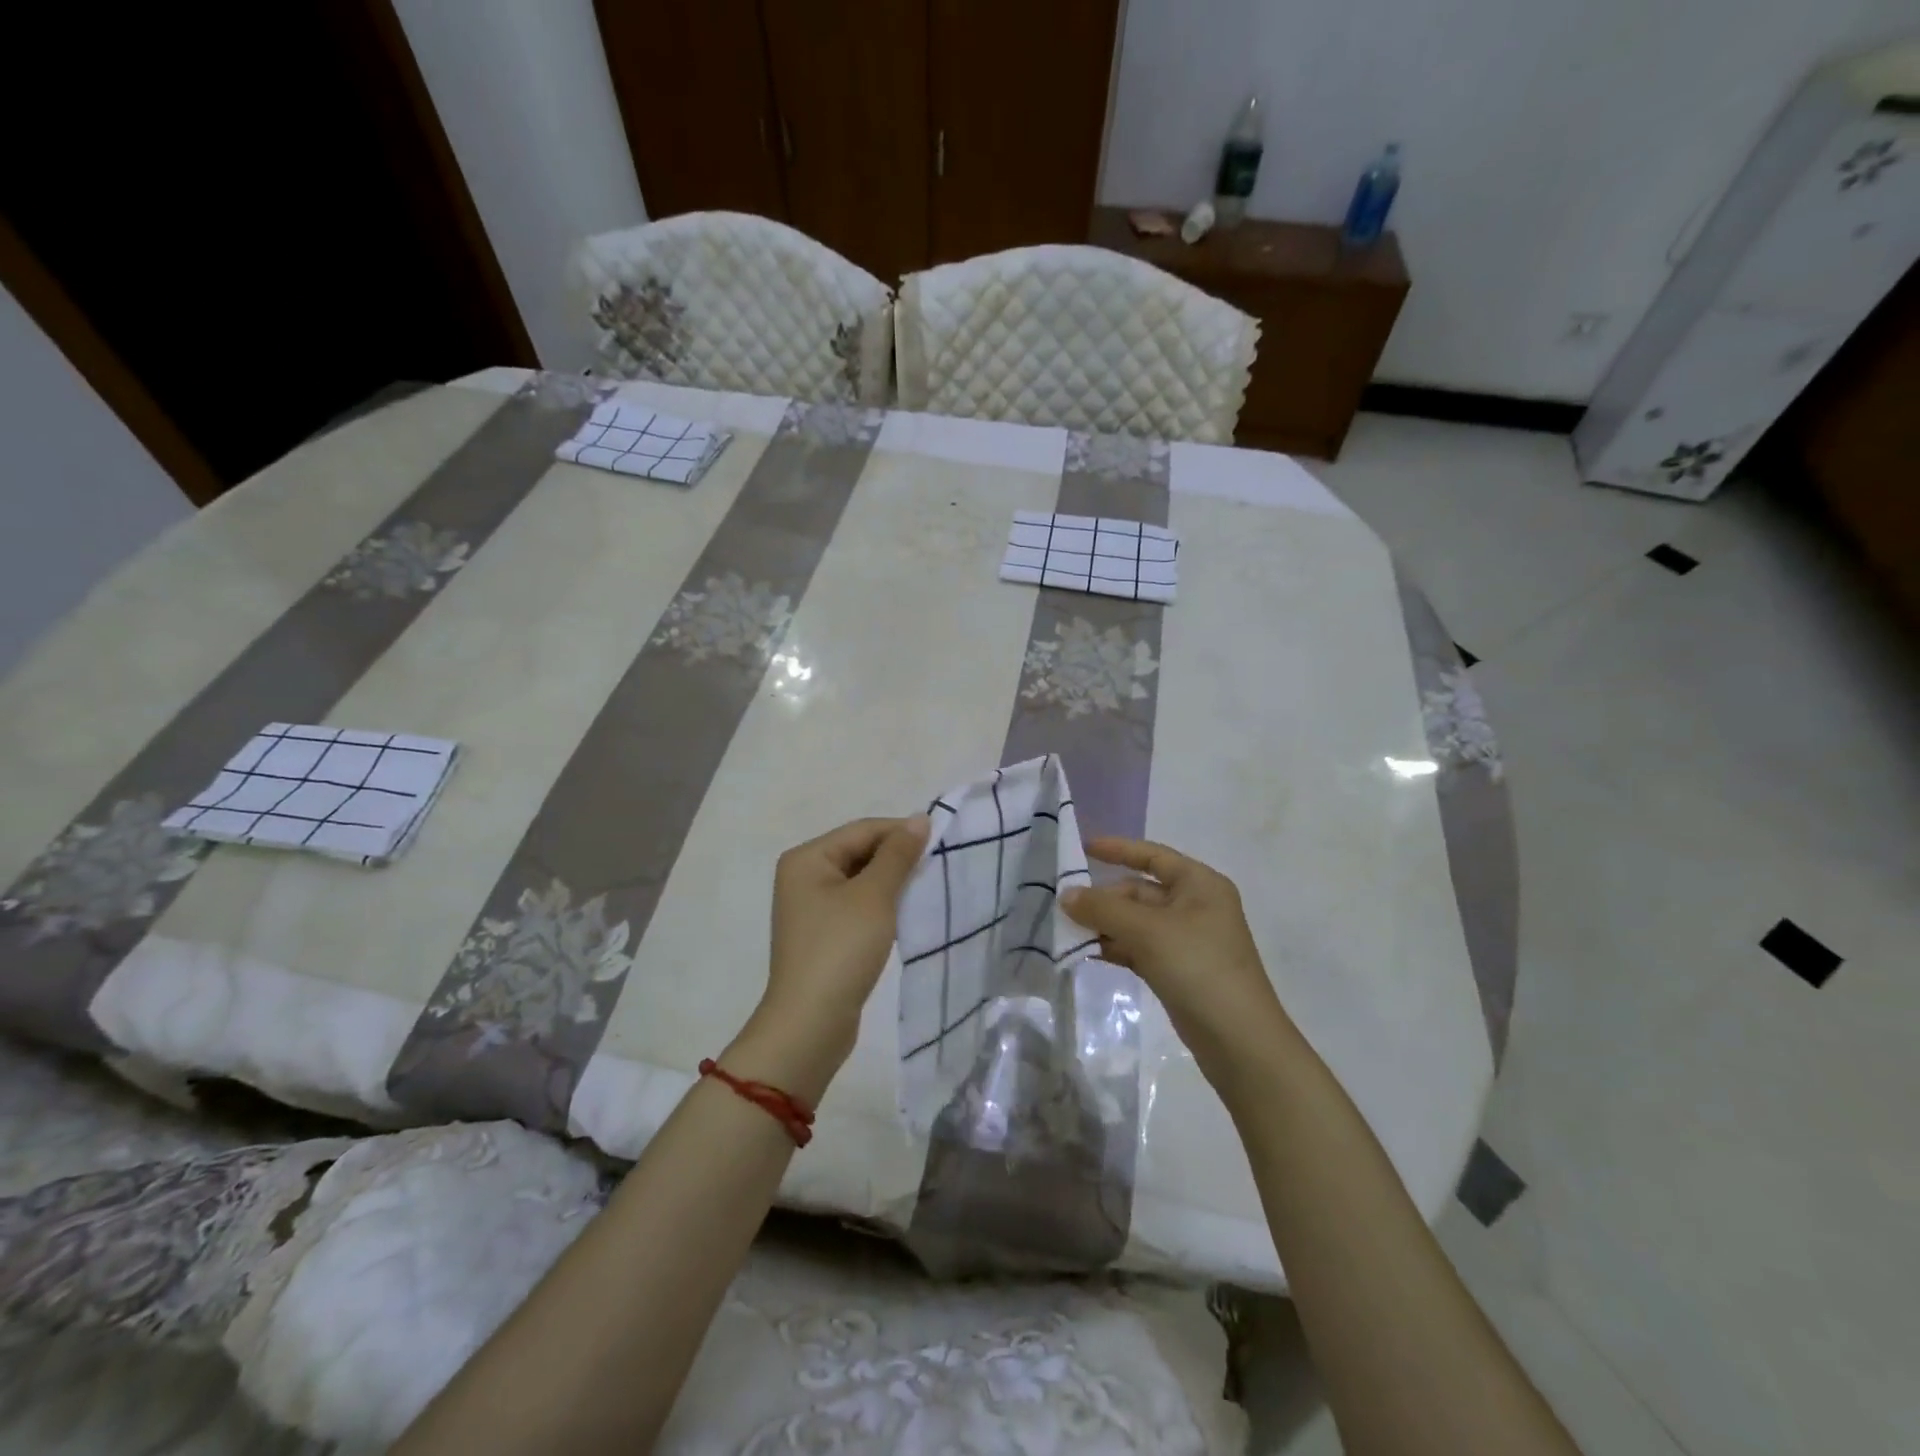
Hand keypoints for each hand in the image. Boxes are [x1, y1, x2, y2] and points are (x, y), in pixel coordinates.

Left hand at [729, 815, 929, 1099]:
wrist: (810, 1023)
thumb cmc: (841, 950)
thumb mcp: (874, 896)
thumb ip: (898, 855)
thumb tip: (919, 819)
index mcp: (807, 858)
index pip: (862, 830)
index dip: (901, 833)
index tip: (941, 843)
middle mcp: (804, 875)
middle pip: (859, 851)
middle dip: (897, 857)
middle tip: (937, 867)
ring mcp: (811, 906)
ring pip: (861, 879)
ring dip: (892, 881)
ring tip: (926, 888)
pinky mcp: (823, 932)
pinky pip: (857, 904)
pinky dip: (881, 904)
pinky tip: (904, 912)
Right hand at [1062, 837, 1296, 1079]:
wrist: (1238, 1040)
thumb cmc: (1198, 967)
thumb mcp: (1148, 931)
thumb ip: (1103, 909)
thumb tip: (1066, 895)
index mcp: (1200, 884)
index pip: (1153, 856)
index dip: (1118, 849)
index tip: (1083, 848)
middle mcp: (1195, 906)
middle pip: (1140, 891)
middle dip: (1104, 897)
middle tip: (1065, 906)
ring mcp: (1187, 940)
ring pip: (1137, 922)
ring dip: (1106, 924)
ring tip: (1068, 930)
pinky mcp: (1178, 970)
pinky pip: (1139, 947)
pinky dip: (1116, 947)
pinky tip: (1088, 952)